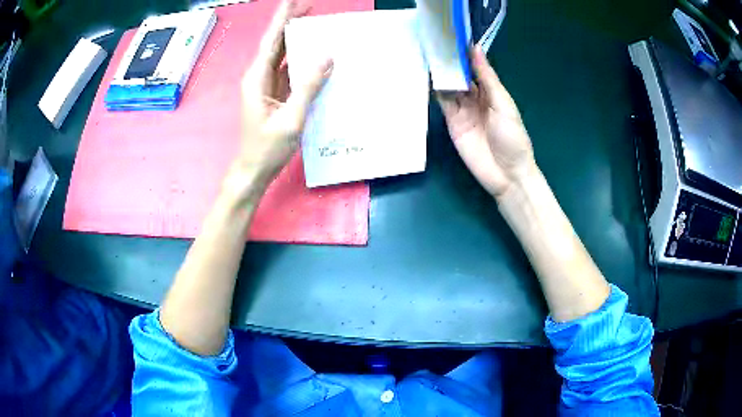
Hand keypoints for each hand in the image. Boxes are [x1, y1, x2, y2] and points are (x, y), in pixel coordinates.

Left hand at [229, 0, 331, 195]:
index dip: (282, 19)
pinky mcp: (274, 93)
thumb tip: (327, 57)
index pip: (271, 40)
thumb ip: (308, 87)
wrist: (254, 169)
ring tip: (316, 24)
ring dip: (297, 39)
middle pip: (275, 43)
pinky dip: (300, 59)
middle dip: (290, 23)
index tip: (294, 1)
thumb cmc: (267, 147)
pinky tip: (315, 54)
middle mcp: (259, 76)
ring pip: (282, 54)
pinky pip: (288, 69)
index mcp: (257, 78)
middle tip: (311, 7)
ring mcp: (266, 85)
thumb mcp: (291, 118)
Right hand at [437, 47, 534, 198]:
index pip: (475, 68)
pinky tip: (427, 77)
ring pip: (449, 87)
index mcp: (492, 92)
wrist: (506, 174)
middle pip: (460, 76)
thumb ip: (488, 78)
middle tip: (433, 43)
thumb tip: (476, 49)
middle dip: (449, 62)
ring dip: (440, 73)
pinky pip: (442, 103)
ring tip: (426, 55)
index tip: (450, 36)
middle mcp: (476, 98)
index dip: (464, 54)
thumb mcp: (503, 105)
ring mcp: (462, 110)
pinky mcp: (451, 123)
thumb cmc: (512, 138)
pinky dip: (435, 90)